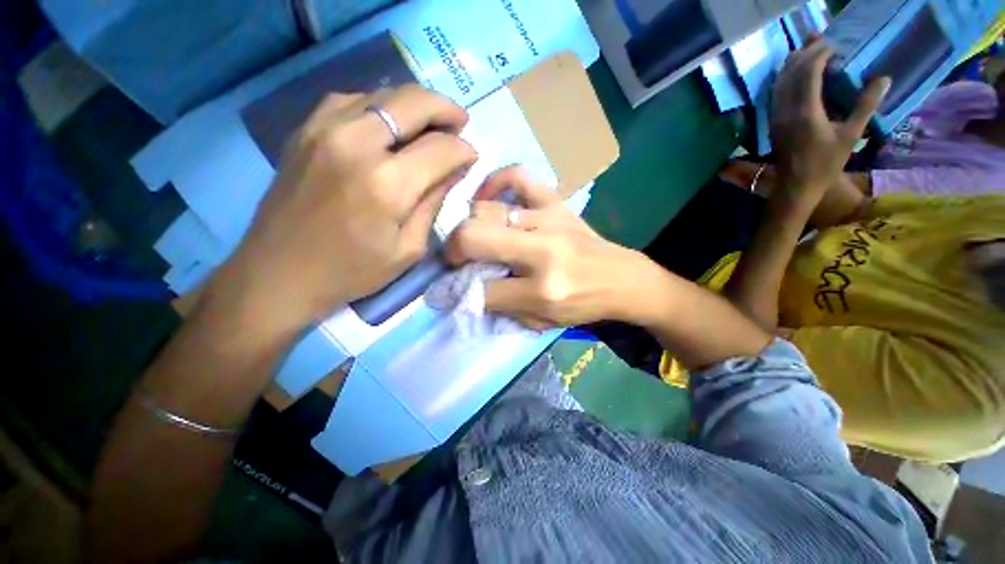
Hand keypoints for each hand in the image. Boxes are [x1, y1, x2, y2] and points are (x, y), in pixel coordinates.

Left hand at [217, 85, 476, 334]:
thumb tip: (454, 170)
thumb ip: (433, 203)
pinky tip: (388, 124)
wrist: (280, 273)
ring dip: (414, 104)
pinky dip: (379, 105)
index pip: (441, 149)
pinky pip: (351, 100)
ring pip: (382, 93)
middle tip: (460, 122)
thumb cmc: (353, 271)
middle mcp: (356, 143)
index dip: (464, 149)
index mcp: (388, 184)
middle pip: (412, 102)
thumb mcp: (408, 248)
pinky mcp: (305, 130)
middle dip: (445, 109)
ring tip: (429, 123)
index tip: (472, 156)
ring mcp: (324, 129)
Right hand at [445, 167, 651, 328]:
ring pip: (486, 210)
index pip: (482, 290)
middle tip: (456, 258)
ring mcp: (550, 220)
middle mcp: (542, 252)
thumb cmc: (583, 305)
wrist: (622, 279)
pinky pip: (517, 177)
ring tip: (474, 236)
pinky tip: (486, 196)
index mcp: (542, 291)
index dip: (460, 291)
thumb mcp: (542, 321)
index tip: (454, 288)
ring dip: (470, 226)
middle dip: (453, 250)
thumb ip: (502, 308)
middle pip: (474, 238)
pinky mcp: (556, 203)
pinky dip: (495, 182)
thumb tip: (466, 290)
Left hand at [771, 40, 889, 202]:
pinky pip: (776, 94)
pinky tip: (793, 72)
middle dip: (806, 52)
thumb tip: (884, 78)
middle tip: (820, 37)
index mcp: (806, 112)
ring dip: (793, 63)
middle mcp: (786, 111)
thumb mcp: (851, 135)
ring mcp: (776, 117)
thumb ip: (866, 105)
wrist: (796, 185)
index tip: (834, 45)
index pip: (809, 73)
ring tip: (806, 47)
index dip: (820, 54)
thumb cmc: (826, 164)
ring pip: (780, 82)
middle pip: (792, 73)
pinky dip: (785, 77)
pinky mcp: (773, 122)